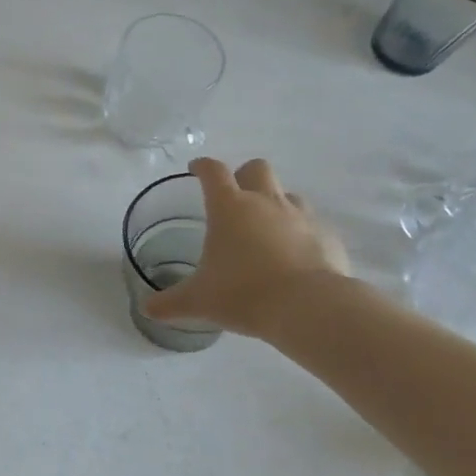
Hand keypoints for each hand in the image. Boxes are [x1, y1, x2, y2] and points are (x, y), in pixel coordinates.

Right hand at [142, 158, 349, 339]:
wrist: (309, 308)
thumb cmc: (243, 294)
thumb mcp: (198, 301)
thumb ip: (171, 302)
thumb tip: (148, 309)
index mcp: (229, 207)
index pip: (213, 171)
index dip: (202, 166)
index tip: (195, 169)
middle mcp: (265, 202)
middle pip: (257, 168)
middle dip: (244, 176)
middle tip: (235, 198)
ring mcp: (301, 216)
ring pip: (288, 194)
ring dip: (276, 203)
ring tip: (267, 229)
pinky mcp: (328, 236)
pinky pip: (313, 224)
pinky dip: (302, 233)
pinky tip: (296, 256)